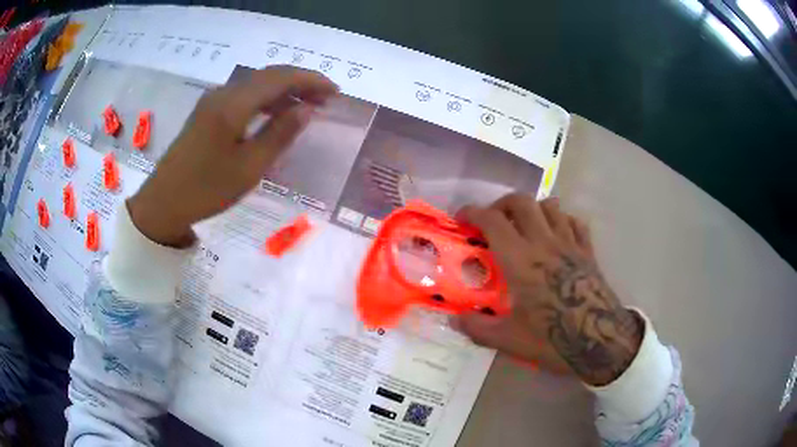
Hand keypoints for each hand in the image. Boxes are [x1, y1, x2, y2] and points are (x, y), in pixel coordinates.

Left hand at [127, 66, 337, 246]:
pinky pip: (243, 95)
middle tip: (325, 98)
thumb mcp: (249, 167)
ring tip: (306, 106)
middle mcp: (223, 93)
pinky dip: (265, 99)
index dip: (311, 80)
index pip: (280, 78)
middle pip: (269, 76)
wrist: (163, 202)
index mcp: (234, 104)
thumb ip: (280, 134)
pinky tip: (275, 113)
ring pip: (256, 84)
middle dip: (300, 82)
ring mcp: (213, 100)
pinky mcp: (207, 111)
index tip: (335, 92)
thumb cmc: (206, 189)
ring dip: (283, 90)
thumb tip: (306, 109)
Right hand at [454, 194, 642, 385]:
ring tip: (524, 226)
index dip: (473, 212)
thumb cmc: (554, 339)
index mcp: (520, 260)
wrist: (600, 341)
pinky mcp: (588, 251)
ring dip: (532, 209)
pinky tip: (556, 234)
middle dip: (501, 205)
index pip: (493, 221)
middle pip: (521, 202)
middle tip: (492, 222)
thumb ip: (477, 328)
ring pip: (549, 205)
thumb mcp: (508, 340)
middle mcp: (544, 242)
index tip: (462, 219)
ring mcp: (570, 243)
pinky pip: (574, 221)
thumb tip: (454, 319)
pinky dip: (561, 219)